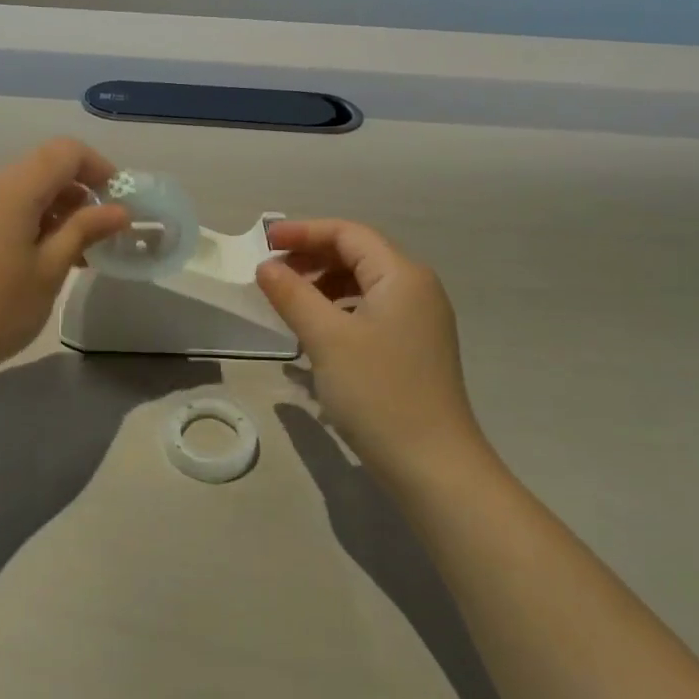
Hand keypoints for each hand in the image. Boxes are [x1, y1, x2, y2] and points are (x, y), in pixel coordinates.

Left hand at [0, 139, 129, 387]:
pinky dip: (17, 221)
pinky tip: (25, 261)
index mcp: (9, 188)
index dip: (97, 167)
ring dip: (46, 211)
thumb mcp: (49, 271)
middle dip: (73, 195)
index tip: (115, 200)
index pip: (63, 151)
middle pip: (37, 170)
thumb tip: (118, 210)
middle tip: (95, 236)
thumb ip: (84, 230)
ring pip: (13, 191)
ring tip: (65, 254)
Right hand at [254, 219, 482, 480]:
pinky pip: (370, 310)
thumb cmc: (378, 393)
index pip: (348, 233)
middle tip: (272, 273)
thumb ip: (292, 294)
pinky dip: (338, 310)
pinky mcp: (414, 347)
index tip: (264, 241)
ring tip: (288, 302)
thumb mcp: (326, 338)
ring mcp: (419, 320)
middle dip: (312, 257)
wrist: (434, 467)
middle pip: (358, 254)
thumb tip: (266, 267)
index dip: (303, 231)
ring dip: (323, 284)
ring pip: (363, 284)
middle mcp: (416, 289)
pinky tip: (315, 333)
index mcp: (402, 275)